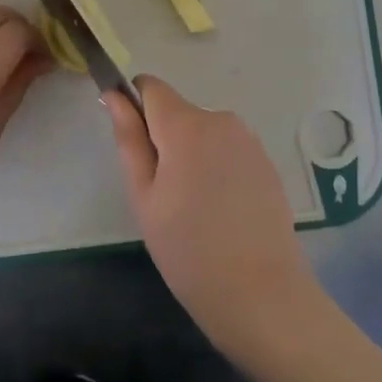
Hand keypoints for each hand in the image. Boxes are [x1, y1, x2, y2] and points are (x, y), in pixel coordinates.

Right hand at [105, 75, 321, 352]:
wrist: (261, 294)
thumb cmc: (188, 249)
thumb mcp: (144, 196)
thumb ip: (129, 139)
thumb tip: (114, 95)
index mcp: (186, 124)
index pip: (150, 86)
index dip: (134, 105)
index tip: (132, 145)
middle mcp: (221, 119)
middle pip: (177, 112)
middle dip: (163, 139)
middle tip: (160, 194)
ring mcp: (248, 140)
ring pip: (202, 132)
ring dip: (190, 155)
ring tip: (192, 208)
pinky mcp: (266, 162)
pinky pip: (227, 150)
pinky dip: (215, 168)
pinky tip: (220, 212)